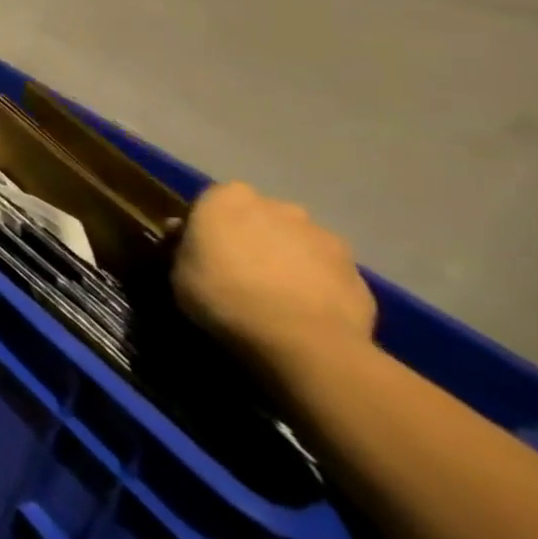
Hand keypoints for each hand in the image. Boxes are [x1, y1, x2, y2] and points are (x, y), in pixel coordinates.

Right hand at [170, 181, 376, 380]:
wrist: (301, 340)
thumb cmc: (223, 295)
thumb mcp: (179, 271)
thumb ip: (185, 246)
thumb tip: (186, 234)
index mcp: (228, 198)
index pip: (213, 201)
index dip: (208, 225)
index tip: (203, 249)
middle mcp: (278, 206)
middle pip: (261, 217)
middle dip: (253, 236)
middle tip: (241, 270)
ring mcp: (324, 237)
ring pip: (298, 242)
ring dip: (289, 258)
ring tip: (278, 295)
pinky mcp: (358, 273)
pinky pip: (327, 273)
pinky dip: (318, 285)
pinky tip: (306, 312)